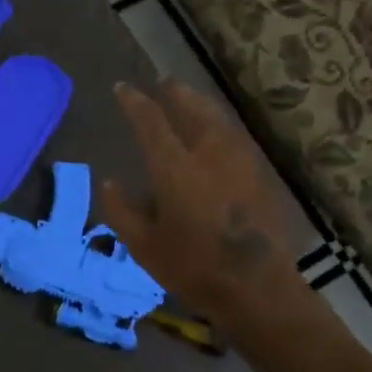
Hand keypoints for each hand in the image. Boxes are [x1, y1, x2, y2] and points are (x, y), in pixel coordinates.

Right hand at [100, 80, 298, 326]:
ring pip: (220, 121)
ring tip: (191, 102)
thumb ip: (122, 211)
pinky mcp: (262, 177)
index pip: (151, 122)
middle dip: (177, 94)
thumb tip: (110, 183)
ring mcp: (241, 163)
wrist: (257, 288)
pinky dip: (222, 129)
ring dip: (202, 107)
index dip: (135, 102)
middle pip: (194, 110)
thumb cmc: (193, 268)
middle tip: (165, 83)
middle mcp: (210, 155)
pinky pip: (237, 140)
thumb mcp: (144, 246)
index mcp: (176, 168)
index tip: (123, 88)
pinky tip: (219, 137)